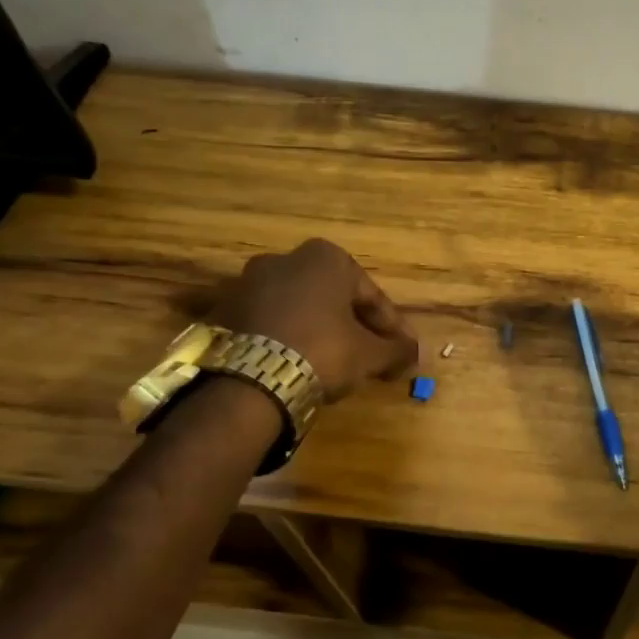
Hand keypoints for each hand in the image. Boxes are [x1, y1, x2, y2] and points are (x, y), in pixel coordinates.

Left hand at [207, 239, 417, 401]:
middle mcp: (285, 258)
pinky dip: (288, 339)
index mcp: (326, 257)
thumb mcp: (369, 355)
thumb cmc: (322, 351)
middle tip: (372, 356)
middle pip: (334, 298)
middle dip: (355, 326)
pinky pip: (270, 323)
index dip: (392, 327)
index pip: (371, 295)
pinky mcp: (224, 310)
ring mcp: (249, 282)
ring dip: (321, 331)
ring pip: (300, 309)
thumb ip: (396, 350)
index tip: (404, 351)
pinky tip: (299, 364)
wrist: (249, 380)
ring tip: (336, 364)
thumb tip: (415, 354)